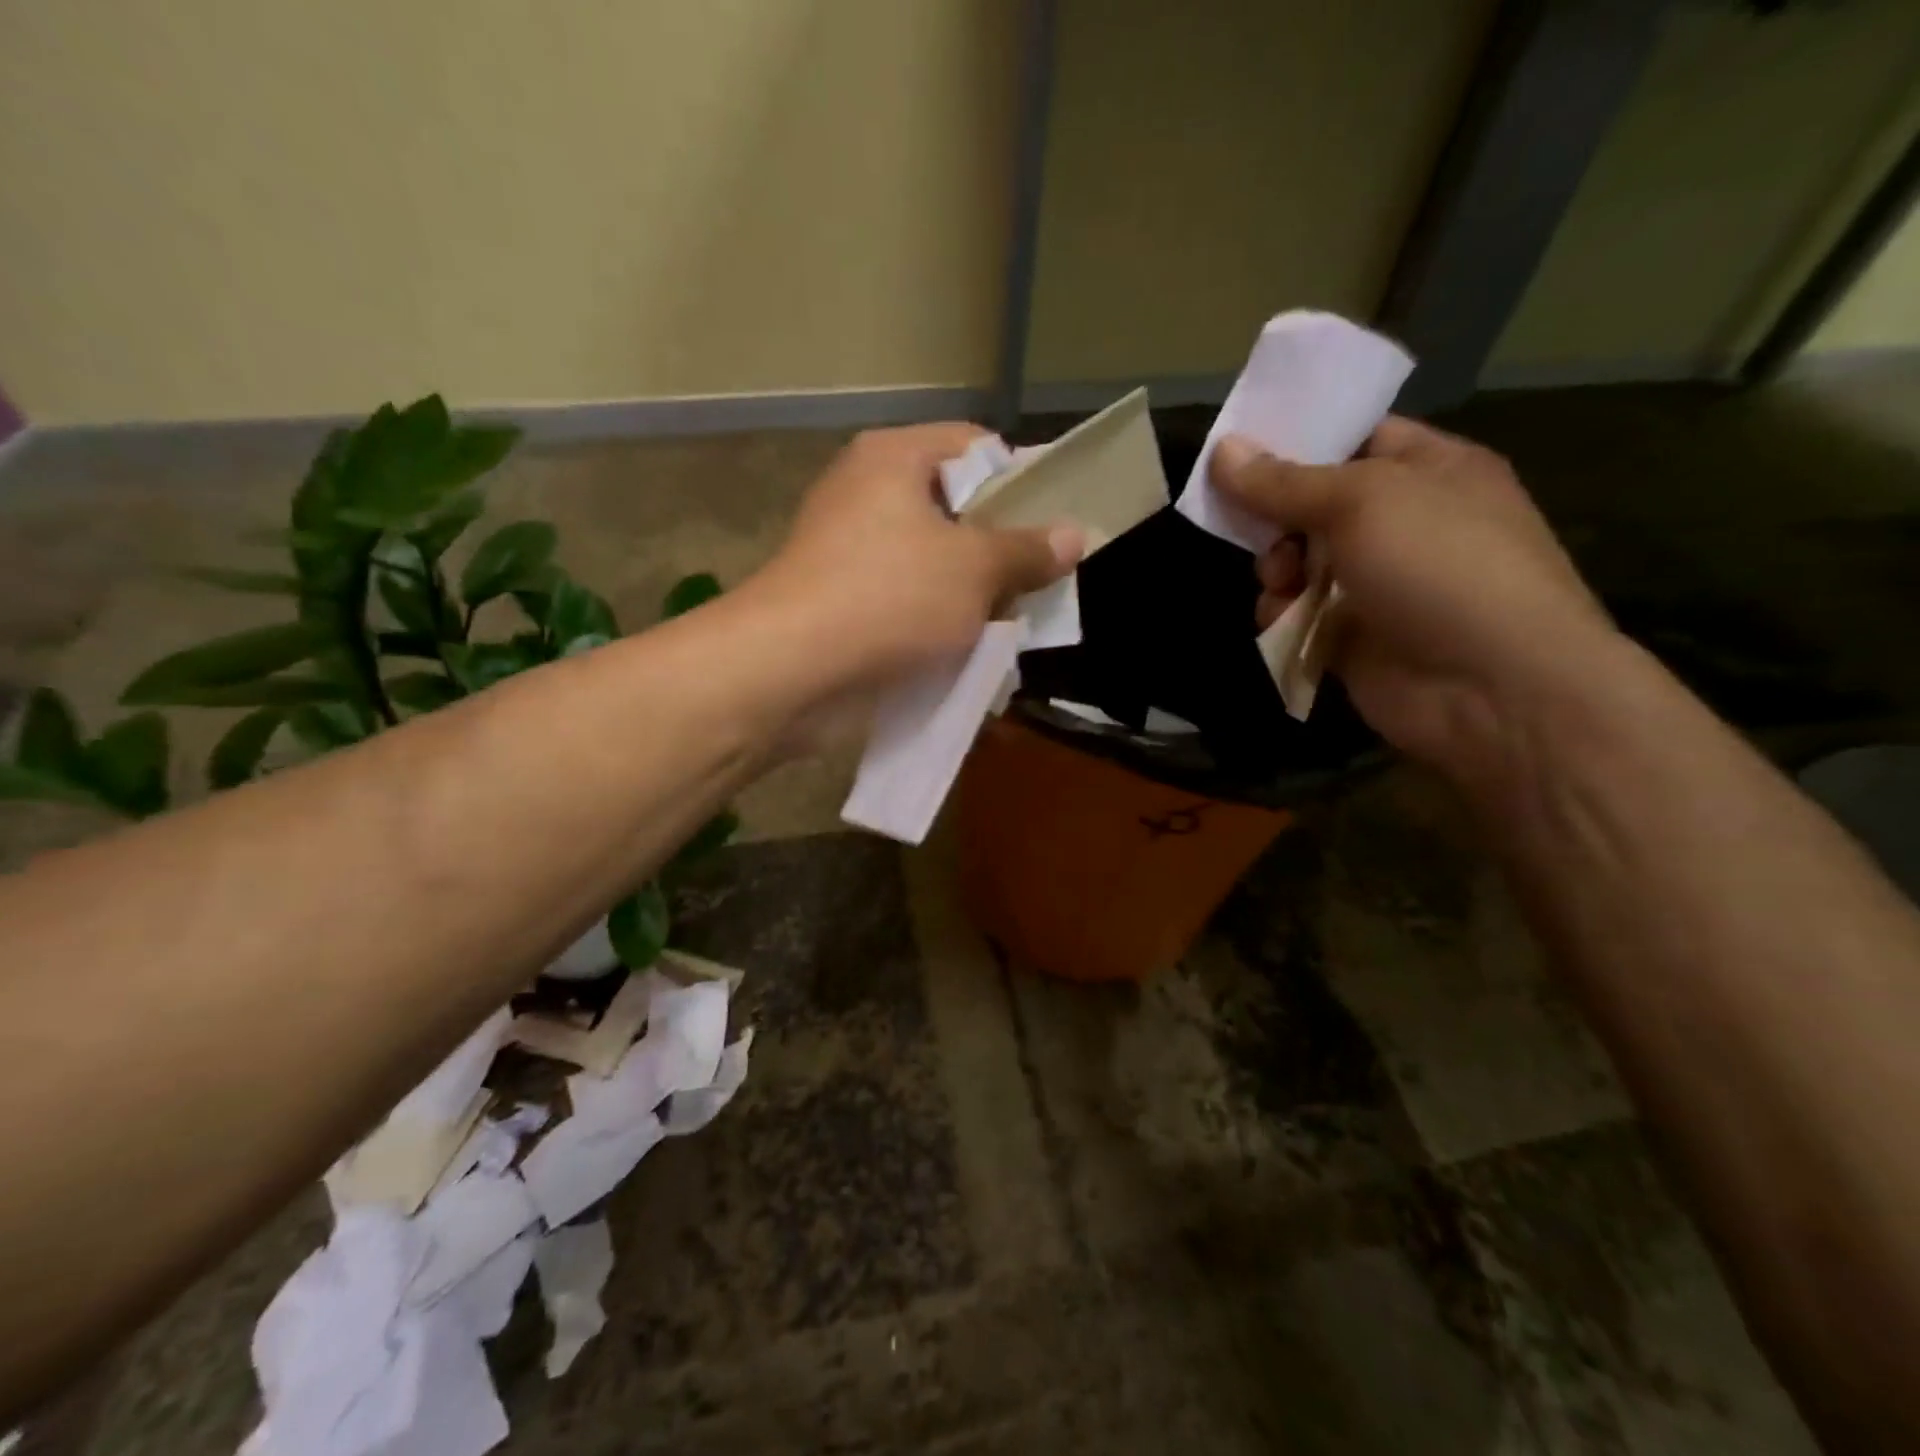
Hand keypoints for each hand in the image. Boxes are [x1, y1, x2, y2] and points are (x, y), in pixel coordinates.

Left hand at [751, 423, 1081, 686]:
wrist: (791, 670)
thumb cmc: (889, 596)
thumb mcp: (974, 569)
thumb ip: (1027, 551)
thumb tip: (1075, 535)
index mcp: (893, 458)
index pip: (974, 447)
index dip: (1019, 481)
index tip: (1050, 528)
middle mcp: (867, 493)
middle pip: (955, 509)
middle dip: (999, 550)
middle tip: (1037, 584)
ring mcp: (850, 550)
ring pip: (933, 562)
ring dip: (971, 594)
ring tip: (1011, 623)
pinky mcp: (843, 601)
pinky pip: (907, 600)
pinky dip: (936, 621)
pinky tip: (969, 649)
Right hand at [1212, 417, 1616, 784]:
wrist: (1489, 686)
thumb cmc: (1438, 566)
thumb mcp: (1361, 501)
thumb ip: (1283, 481)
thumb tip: (1222, 449)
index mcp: (1430, 469)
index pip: (1355, 438)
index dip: (1298, 440)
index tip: (1237, 447)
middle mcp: (1403, 523)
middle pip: (1314, 504)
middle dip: (1275, 516)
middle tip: (1251, 526)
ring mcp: (1377, 583)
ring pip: (1298, 562)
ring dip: (1276, 568)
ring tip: (1278, 581)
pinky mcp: (1352, 636)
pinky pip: (1298, 613)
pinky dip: (1281, 614)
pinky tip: (1281, 619)